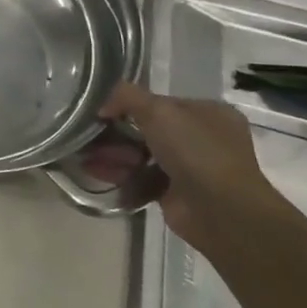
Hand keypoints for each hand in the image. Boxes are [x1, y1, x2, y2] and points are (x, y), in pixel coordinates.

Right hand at [97, 81, 290, 247]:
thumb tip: (103, 105)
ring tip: (86, 157)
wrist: (221, 211)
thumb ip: (127, 97)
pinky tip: (95, 172)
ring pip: (142, 155)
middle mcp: (202, 138)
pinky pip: (141, 179)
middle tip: (89, 136)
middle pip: (148, 129)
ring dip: (113, 155)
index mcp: (208, 113)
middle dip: (116, 133)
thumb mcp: (159, 111)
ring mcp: (190, 167)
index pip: (162, 103)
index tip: (102, 111)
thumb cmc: (195, 152)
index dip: (130, 105)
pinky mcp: (175, 193)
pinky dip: (119, 176)